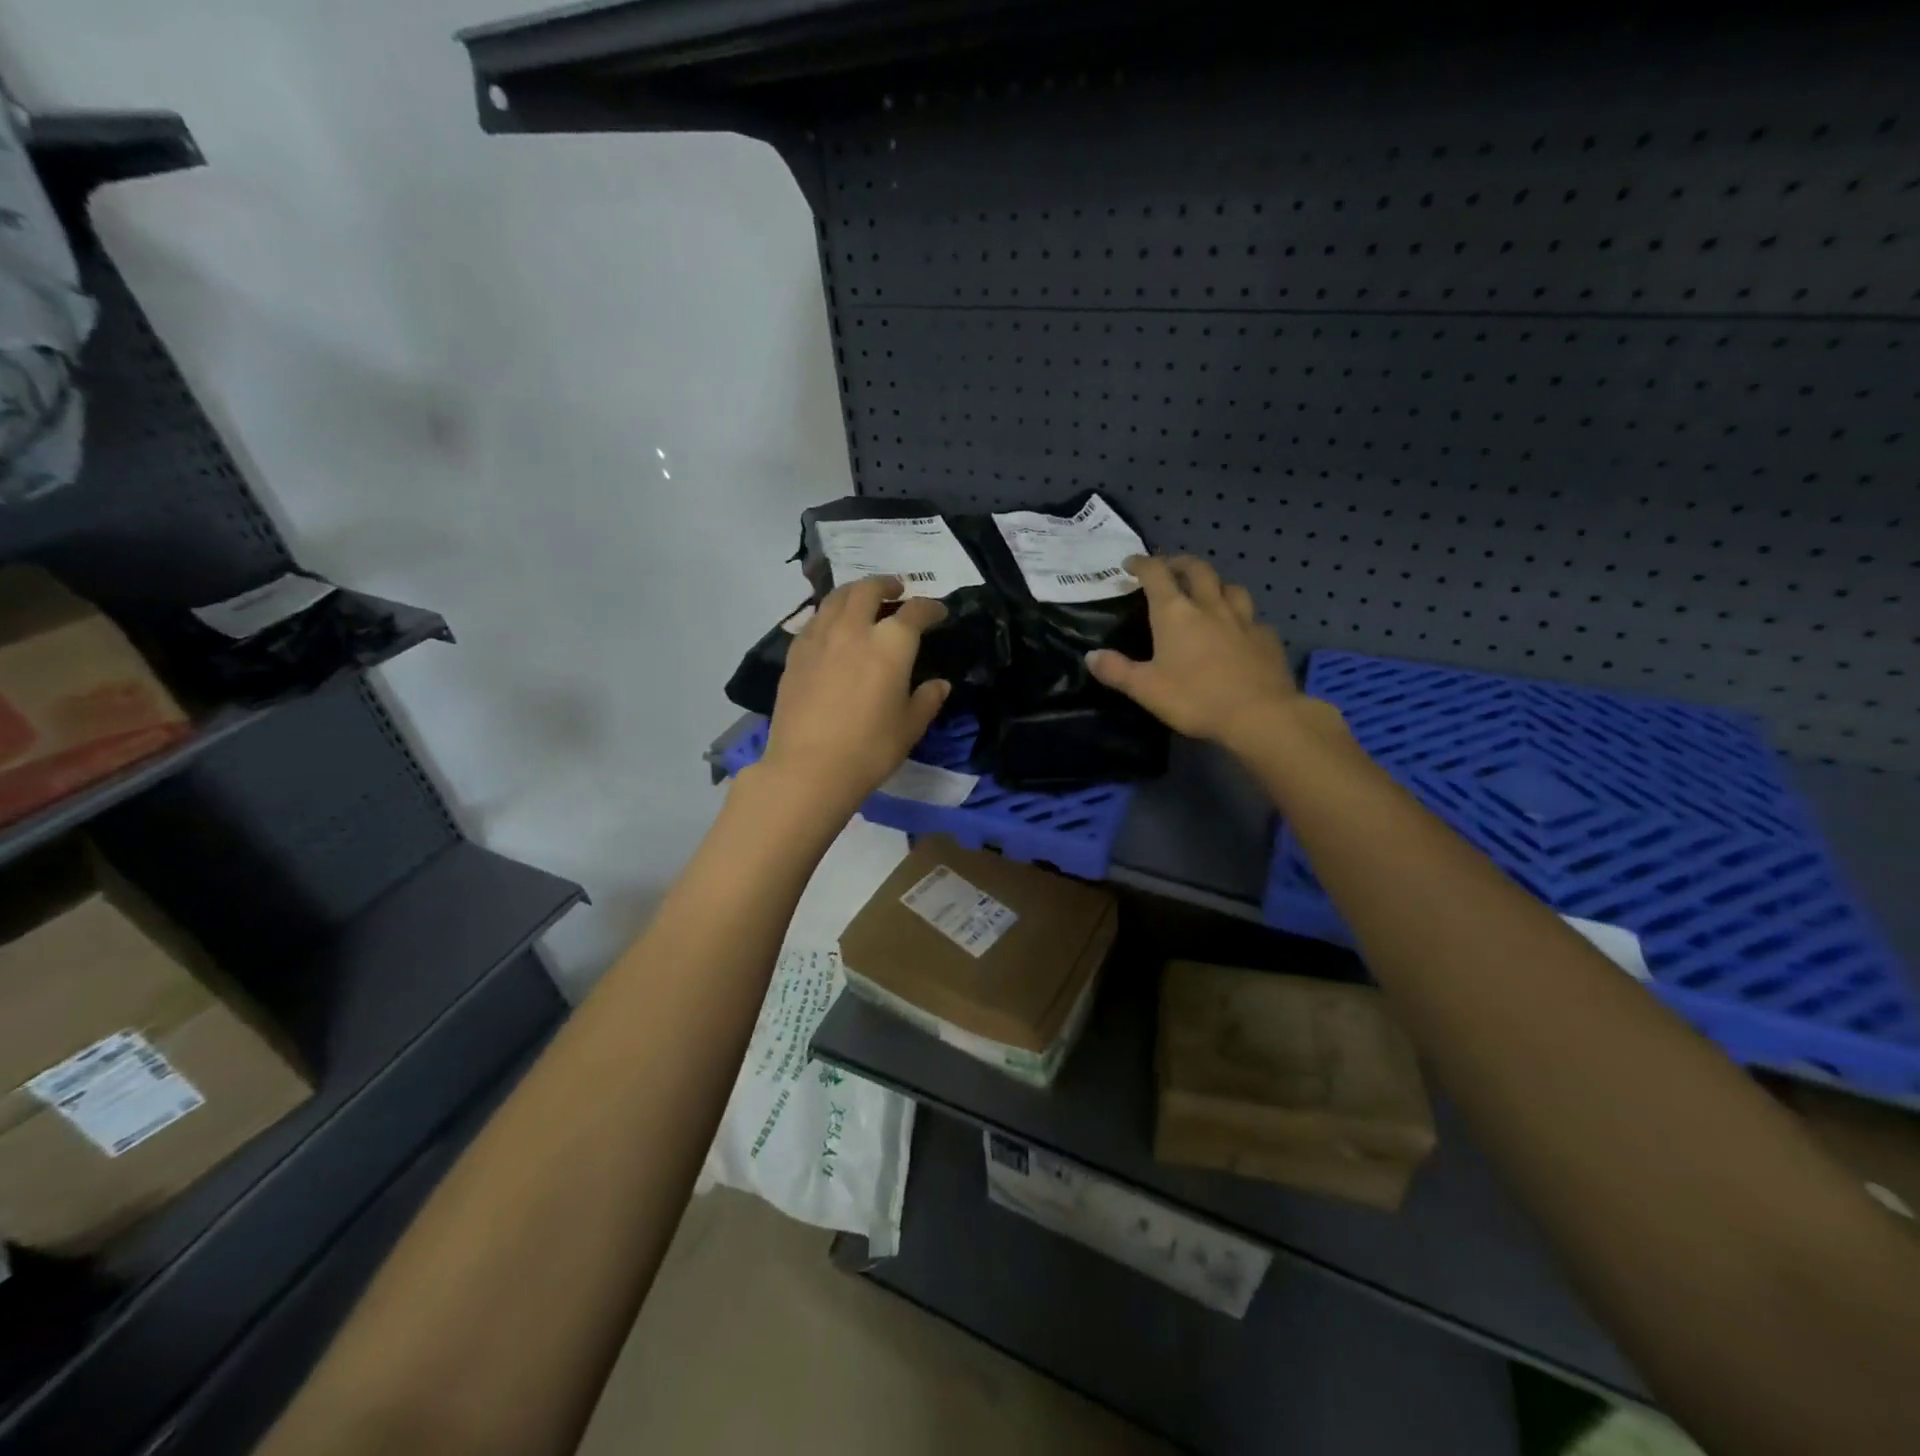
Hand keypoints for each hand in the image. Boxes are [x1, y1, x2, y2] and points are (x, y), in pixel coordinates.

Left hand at [759, 575, 950, 810]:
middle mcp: (854, 629)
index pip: (915, 612)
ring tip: (863, 600)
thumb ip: (927, 699)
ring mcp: (820, 638)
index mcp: (890, 643)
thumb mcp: (910, 727)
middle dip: (886, 584)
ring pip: (837, 598)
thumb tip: (940, 684)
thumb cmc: (869, 748)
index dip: (931, 608)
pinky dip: (830, 614)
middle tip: (896, 590)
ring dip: (855, 592)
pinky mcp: (796, 653)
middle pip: (869, 590)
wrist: (808, 768)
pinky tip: (832, 628)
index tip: (939, 613)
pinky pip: (815, 619)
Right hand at [1086, 555, 1298, 751]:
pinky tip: (1239, 631)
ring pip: (1230, 587)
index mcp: (1176, 613)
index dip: (1142, 564)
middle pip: (1198, 569)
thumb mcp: (1146, 689)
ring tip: (1207, 594)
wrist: (1260, 715)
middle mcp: (1210, 606)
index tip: (1130, 564)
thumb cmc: (1195, 698)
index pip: (1156, 574)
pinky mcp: (1267, 638)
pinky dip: (1241, 617)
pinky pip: (1252, 618)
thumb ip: (1117, 670)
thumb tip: (1091, 656)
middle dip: (1180, 564)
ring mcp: (1243, 619)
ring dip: (1215, 584)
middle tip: (1170, 569)